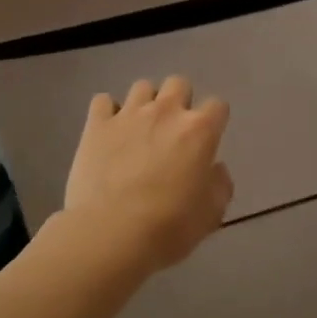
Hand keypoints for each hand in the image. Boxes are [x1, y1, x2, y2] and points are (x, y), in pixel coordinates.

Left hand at [63, 77, 233, 279]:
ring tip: (140, 129)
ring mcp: (128, 114)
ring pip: (142, 87)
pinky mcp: (96, 125)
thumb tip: (215, 169)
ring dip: (145, 103)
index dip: (214, 120)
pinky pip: (103, 101)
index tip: (207, 139)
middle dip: (179, 101)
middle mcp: (165, 112)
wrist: (110, 233)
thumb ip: (220, 185)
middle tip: (173, 130)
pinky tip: (108, 132)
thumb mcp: (211, 214)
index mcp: (199, 131)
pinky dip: (107, 112)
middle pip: (179, 83)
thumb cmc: (168, 227)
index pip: (217, 105)